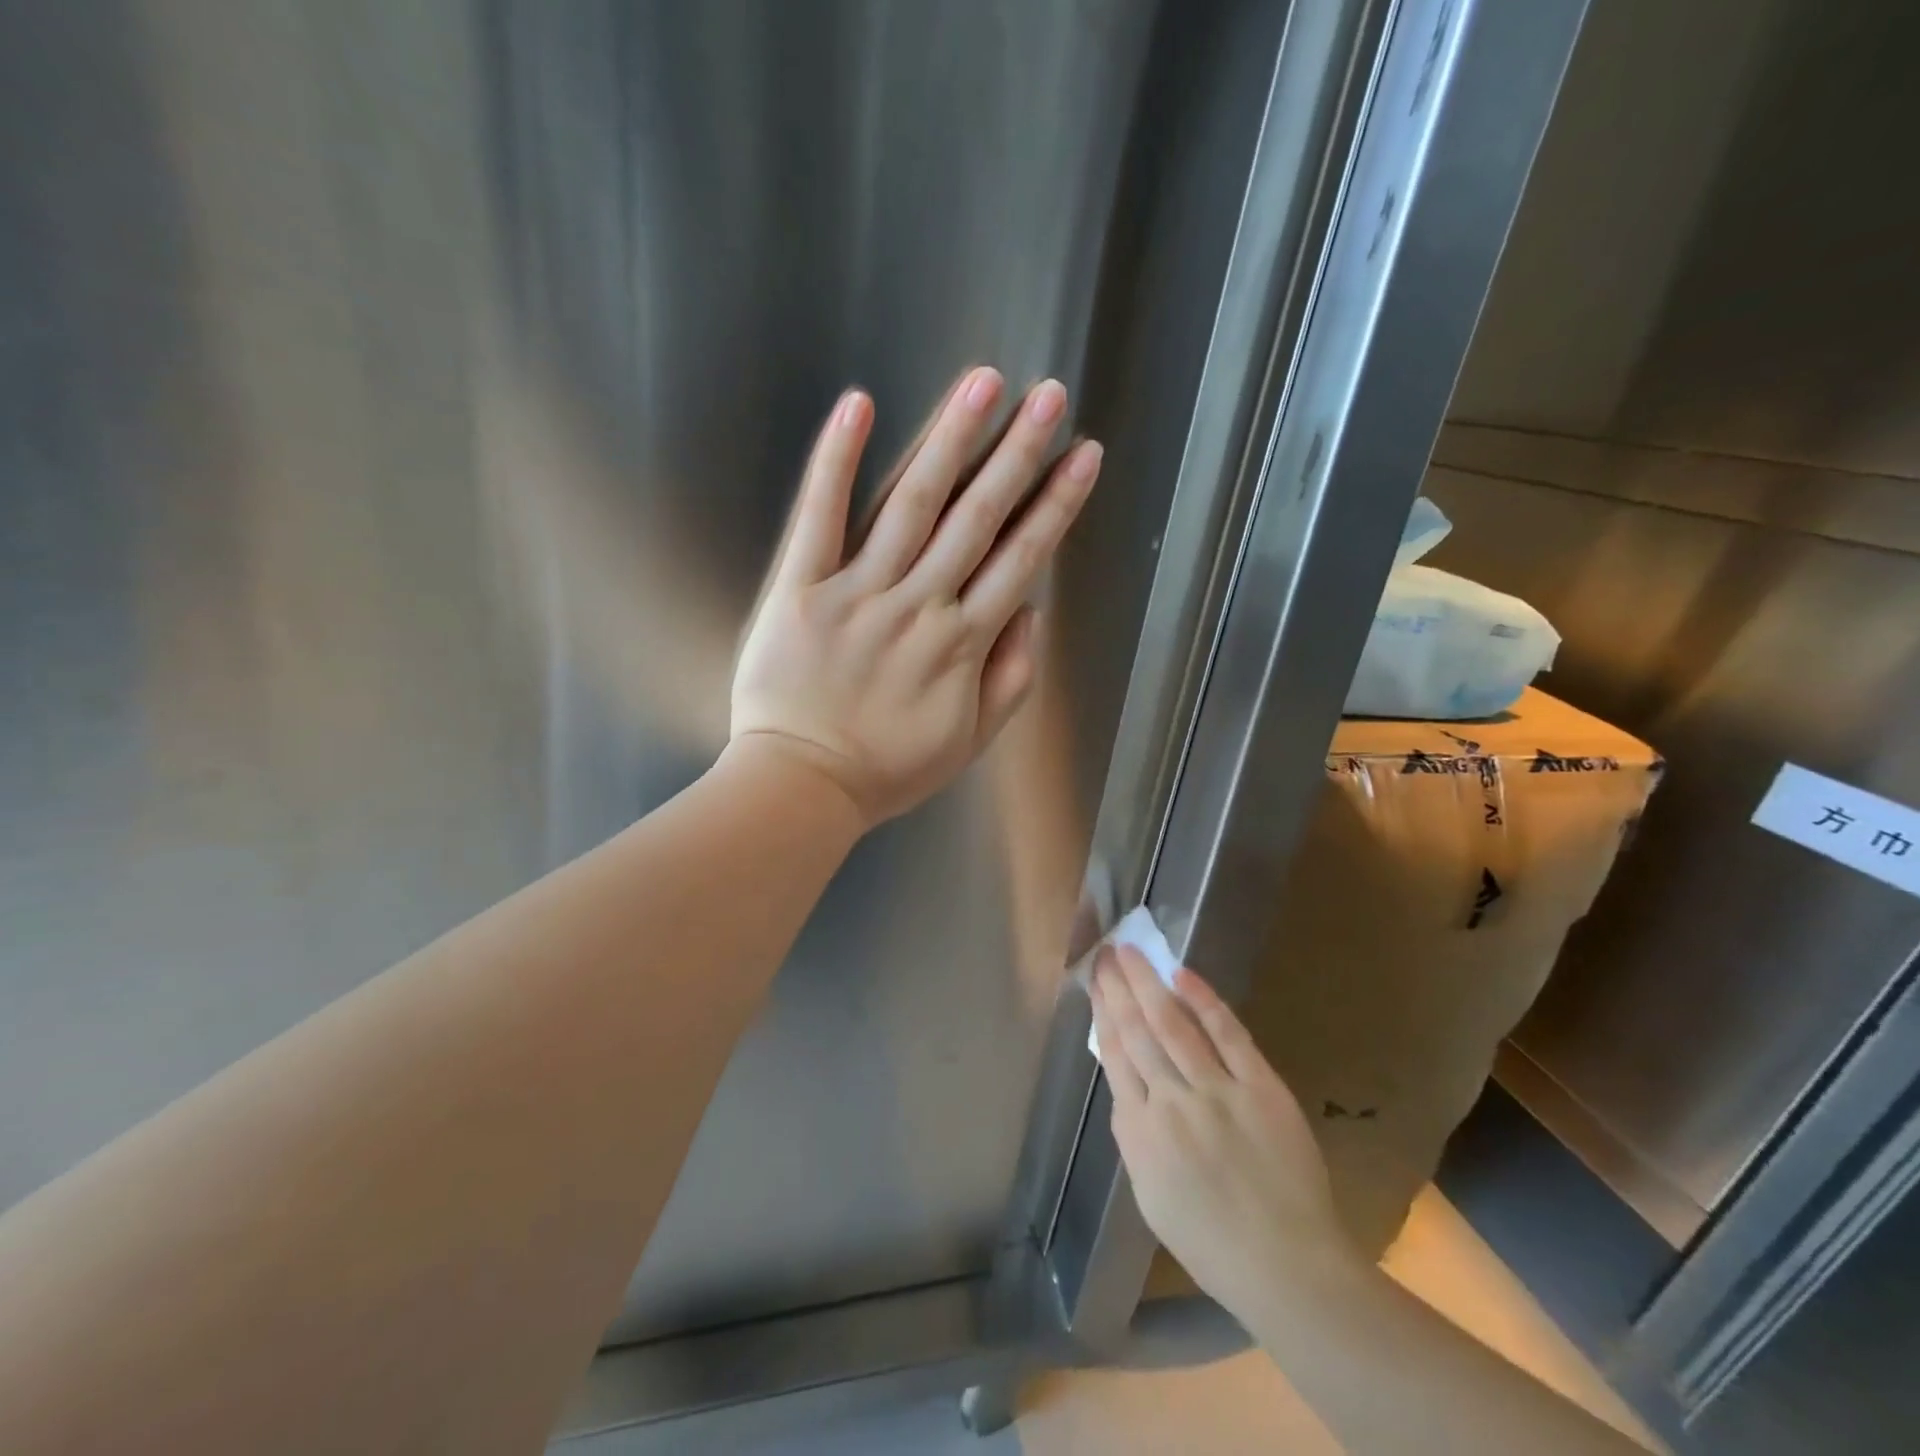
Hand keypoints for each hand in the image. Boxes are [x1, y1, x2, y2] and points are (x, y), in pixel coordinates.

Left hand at [732, 367, 1101, 827]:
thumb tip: (1031, 611)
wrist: (802, 786)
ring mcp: (858, 592)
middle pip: (976, 518)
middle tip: (1047, 395)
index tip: (1083, 454)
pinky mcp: (801, 589)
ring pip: (912, 505)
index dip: (1056, 503)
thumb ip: (1010, 678)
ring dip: (950, 440)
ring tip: (982, 384)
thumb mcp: (969, 741)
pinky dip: (837, 461)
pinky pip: (820, 518)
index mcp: (962, 643)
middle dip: (1017, 453)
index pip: (1020, 558)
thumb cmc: (888, 769)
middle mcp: (919, 606)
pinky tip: (859, 407)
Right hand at [1090, 947, 1358, 1321]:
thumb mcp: (1149, 1196)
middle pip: (1137, 1032)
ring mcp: (1217, 1091)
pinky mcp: (1260, 1087)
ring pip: (1173, 1025)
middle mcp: (1171, 1102)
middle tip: (1105, 952)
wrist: (1285, 1266)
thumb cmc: (1211, 1242)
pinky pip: (1228, 1036)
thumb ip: (1134, 1137)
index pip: (1115, 1056)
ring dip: (1148, 983)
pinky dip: (1204, 1002)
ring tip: (1130, 952)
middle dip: (1118, 988)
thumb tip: (1127, 1089)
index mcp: (1141, 1132)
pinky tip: (1183, 975)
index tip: (1095, 983)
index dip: (1103, 1013)